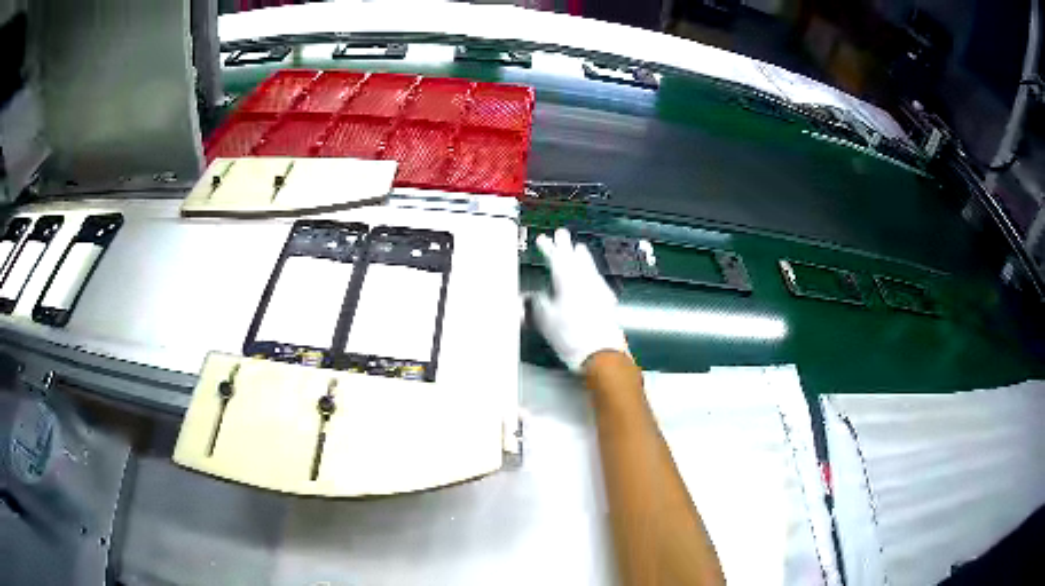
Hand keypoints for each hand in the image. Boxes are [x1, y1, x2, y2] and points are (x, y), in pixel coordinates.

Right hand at [531, 229, 628, 371]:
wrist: (601, 351)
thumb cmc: (570, 335)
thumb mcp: (545, 319)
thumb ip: (536, 303)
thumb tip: (528, 297)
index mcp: (567, 279)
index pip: (556, 257)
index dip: (548, 247)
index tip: (542, 239)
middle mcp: (585, 279)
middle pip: (575, 256)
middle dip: (566, 245)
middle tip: (562, 234)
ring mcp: (598, 288)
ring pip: (589, 265)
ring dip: (582, 256)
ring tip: (579, 249)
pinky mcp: (607, 300)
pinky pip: (596, 278)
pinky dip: (590, 272)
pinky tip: (591, 277)